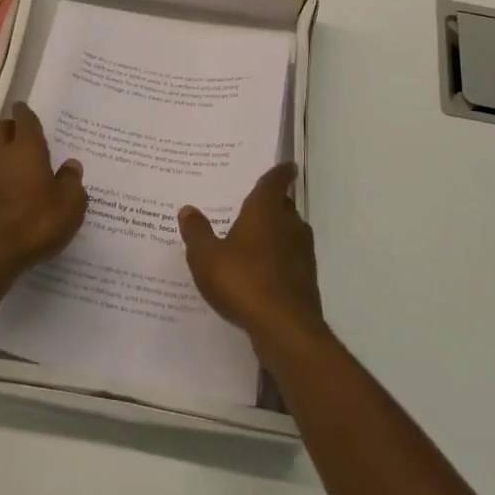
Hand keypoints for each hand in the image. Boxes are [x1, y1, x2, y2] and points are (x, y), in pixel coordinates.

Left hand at [0, 102, 87, 283]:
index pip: (24, 120)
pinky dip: (0, 177)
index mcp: (26, 149)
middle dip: (11, 128)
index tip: (26, 108)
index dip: (26, 113)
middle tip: (25, 132)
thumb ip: (72, 182)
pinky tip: (13, 192)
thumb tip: (71, 166)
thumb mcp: (69, 205)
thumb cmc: (35, 223)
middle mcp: (1, 156)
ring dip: (5, 153)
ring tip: (23, 165)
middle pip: (1, 131)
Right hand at [177, 163, 325, 353]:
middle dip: (273, 203)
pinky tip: (260, 271)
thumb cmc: (243, 281)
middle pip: (284, 206)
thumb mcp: (206, 257)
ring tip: (253, 237)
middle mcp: (289, 225)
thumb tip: (188, 209)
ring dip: (276, 232)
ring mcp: (301, 253)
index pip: (275, 182)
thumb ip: (197, 232)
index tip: (287, 165)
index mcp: (265, 211)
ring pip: (289, 232)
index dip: (280, 172)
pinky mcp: (306, 279)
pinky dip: (278, 258)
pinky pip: (290, 258)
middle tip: (253, 202)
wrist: (285, 329)